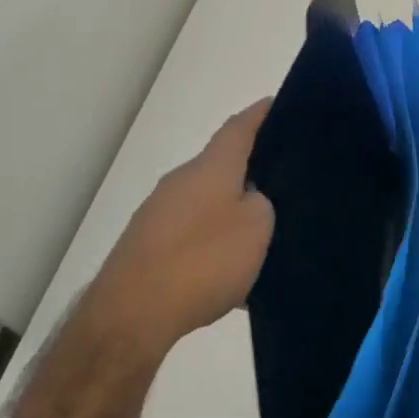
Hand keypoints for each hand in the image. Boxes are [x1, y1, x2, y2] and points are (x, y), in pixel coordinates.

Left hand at [76, 99, 275, 362]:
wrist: (132, 314)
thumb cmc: (203, 260)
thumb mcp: (256, 228)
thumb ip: (262, 204)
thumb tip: (250, 200)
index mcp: (210, 167)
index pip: (239, 127)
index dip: (261, 114)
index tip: (281, 103)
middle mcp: (180, 181)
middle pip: (222, 166)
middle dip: (252, 170)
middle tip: (286, 181)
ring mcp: (159, 214)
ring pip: (208, 204)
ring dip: (233, 214)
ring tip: (265, 238)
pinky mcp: (147, 246)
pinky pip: (192, 236)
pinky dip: (214, 246)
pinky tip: (233, 277)